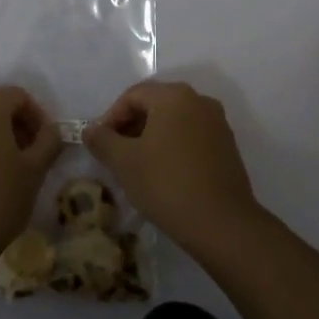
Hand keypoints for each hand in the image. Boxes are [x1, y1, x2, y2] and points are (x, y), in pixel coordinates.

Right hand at [85, 80, 261, 254]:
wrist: (222, 223)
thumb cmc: (166, 184)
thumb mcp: (124, 162)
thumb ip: (102, 140)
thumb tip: (90, 130)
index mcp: (174, 96)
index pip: (132, 95)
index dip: (110, 117)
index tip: (100, 145)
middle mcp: (199, 101)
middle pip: (155, 105)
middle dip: (131, 127)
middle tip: (116, 155)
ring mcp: (218, 123)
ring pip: (174, 122)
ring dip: (151, 138)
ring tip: (137, 167)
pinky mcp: (227, 146)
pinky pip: (192, 137)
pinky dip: (173, 148)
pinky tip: (164, 175)